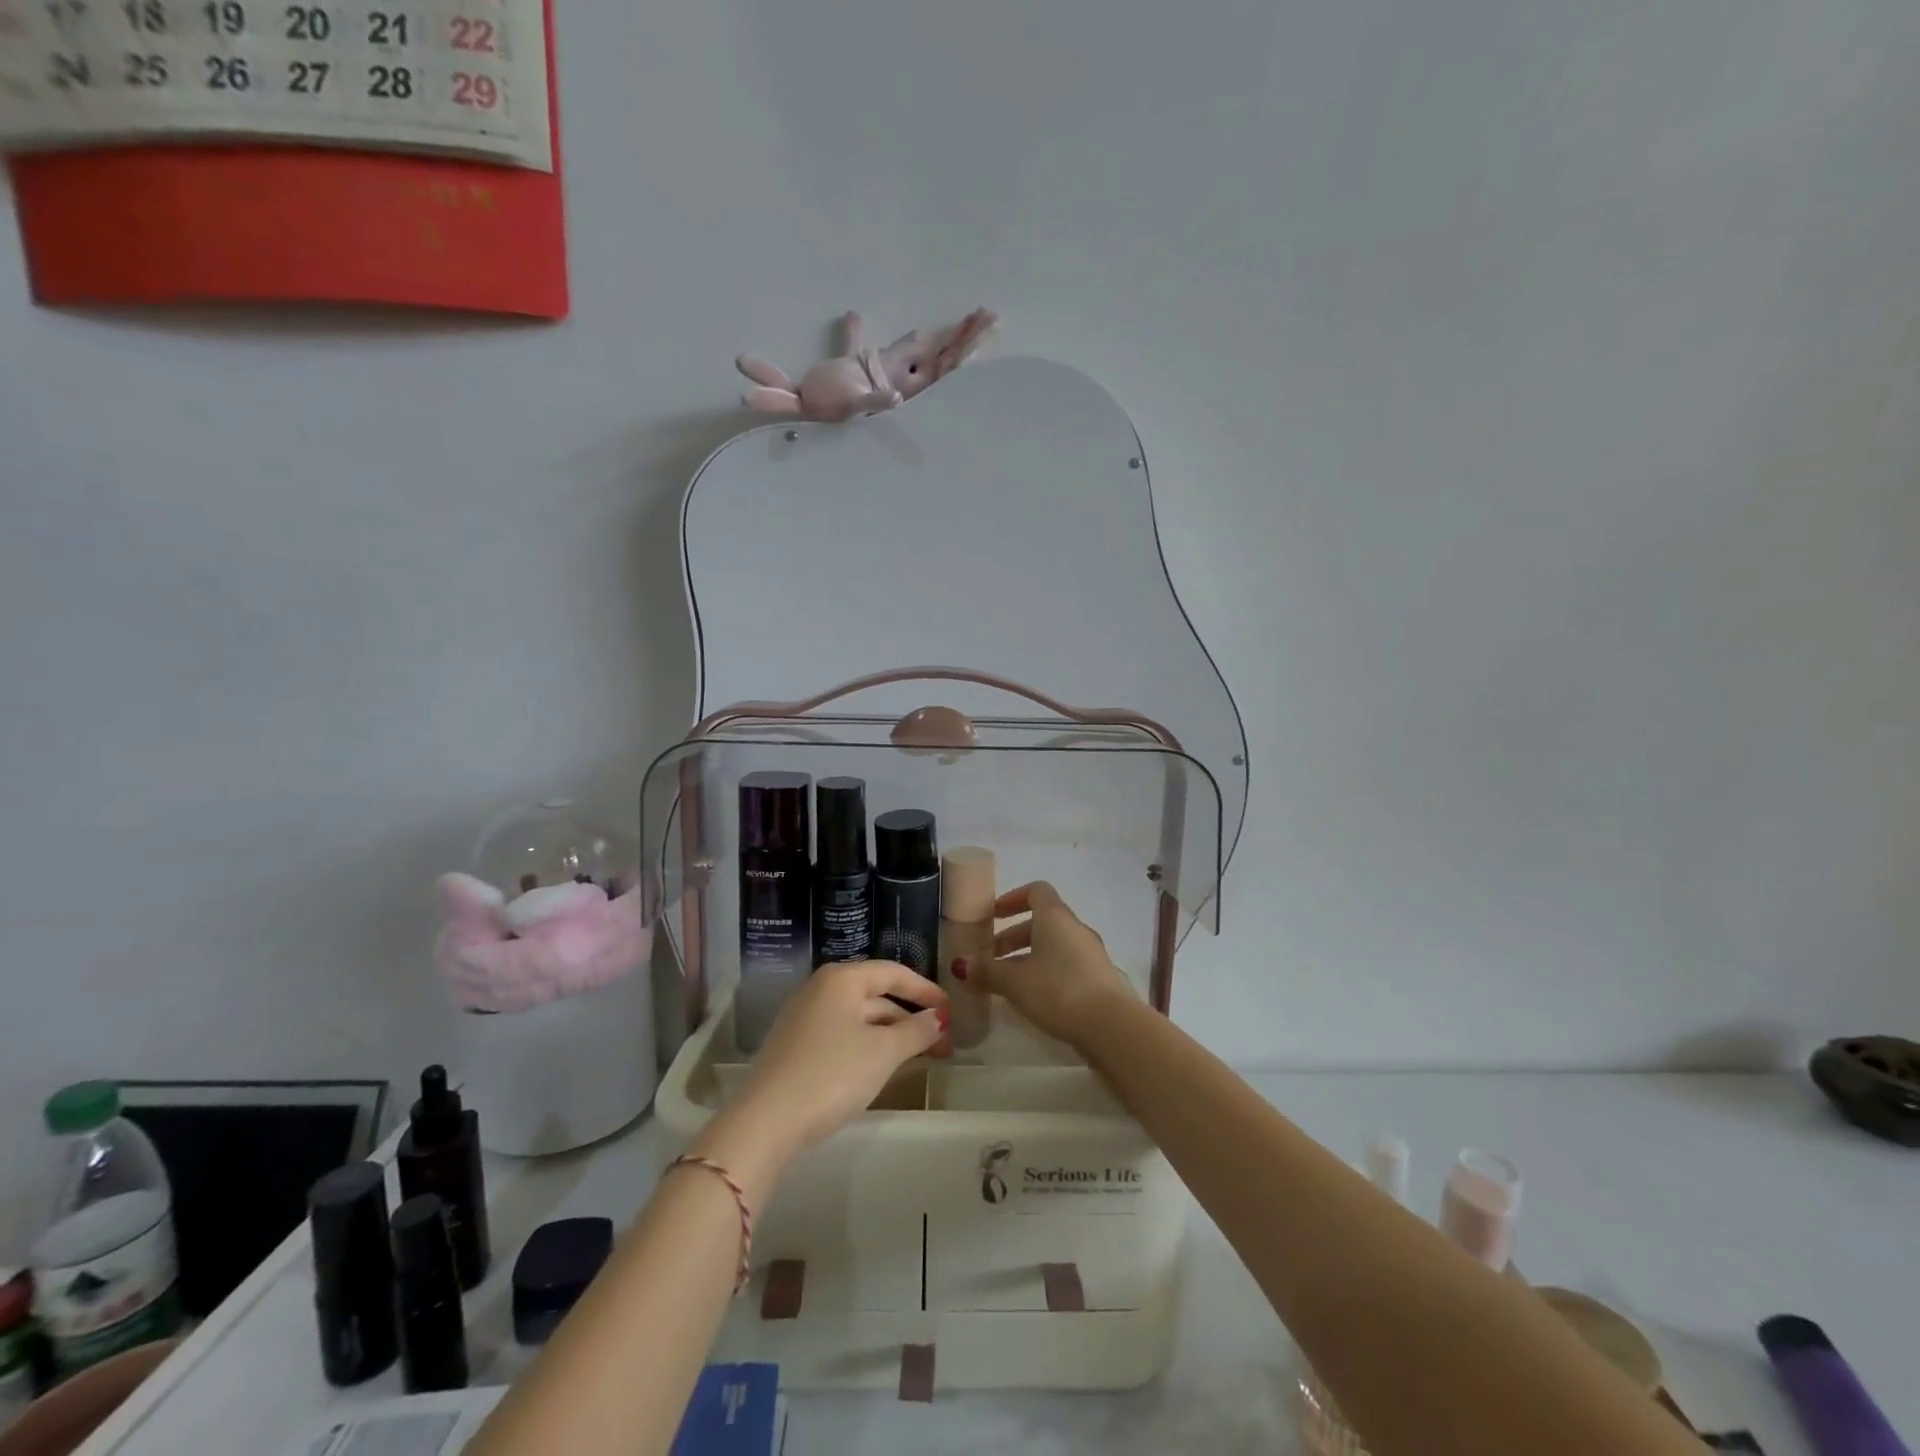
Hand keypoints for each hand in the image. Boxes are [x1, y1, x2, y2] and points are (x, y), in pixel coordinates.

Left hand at [729, 961, 950, 1154]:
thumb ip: (916, 1031)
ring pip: (858, 1018)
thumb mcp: (883, 1052)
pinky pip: (841, 1035)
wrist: (766, 1121)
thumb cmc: (832, 1074)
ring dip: (890, 1035)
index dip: (925, 990)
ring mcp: (803, 1017)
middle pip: (875, 996)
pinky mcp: (794, 1046)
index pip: (892, 973)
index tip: (950, 1009)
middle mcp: (820, 989)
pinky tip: (881, 1067)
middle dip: (910, 1018)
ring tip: (918, 1058)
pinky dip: (867, 1045)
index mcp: (841, 979)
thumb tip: (939, 1018)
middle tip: (941, 1043)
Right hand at [974, 882, 1130, 1045]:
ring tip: (1005, 982)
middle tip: (989, 957)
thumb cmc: (1058, 990)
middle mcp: (1075, 929)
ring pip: (1053, 945)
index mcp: (1055, 917)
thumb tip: (960, 964)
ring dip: (1027, 957)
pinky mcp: (1098, 978)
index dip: (1013, 899)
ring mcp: (1090, 954)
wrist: (1112, 1026)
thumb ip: (987, 971)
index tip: (993, 915)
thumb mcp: (1015, 982)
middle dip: (1012, 936)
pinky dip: (1045, 972)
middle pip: (1041, 921)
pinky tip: (1031, 997)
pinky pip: (1065, 964)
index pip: (1036, 891)